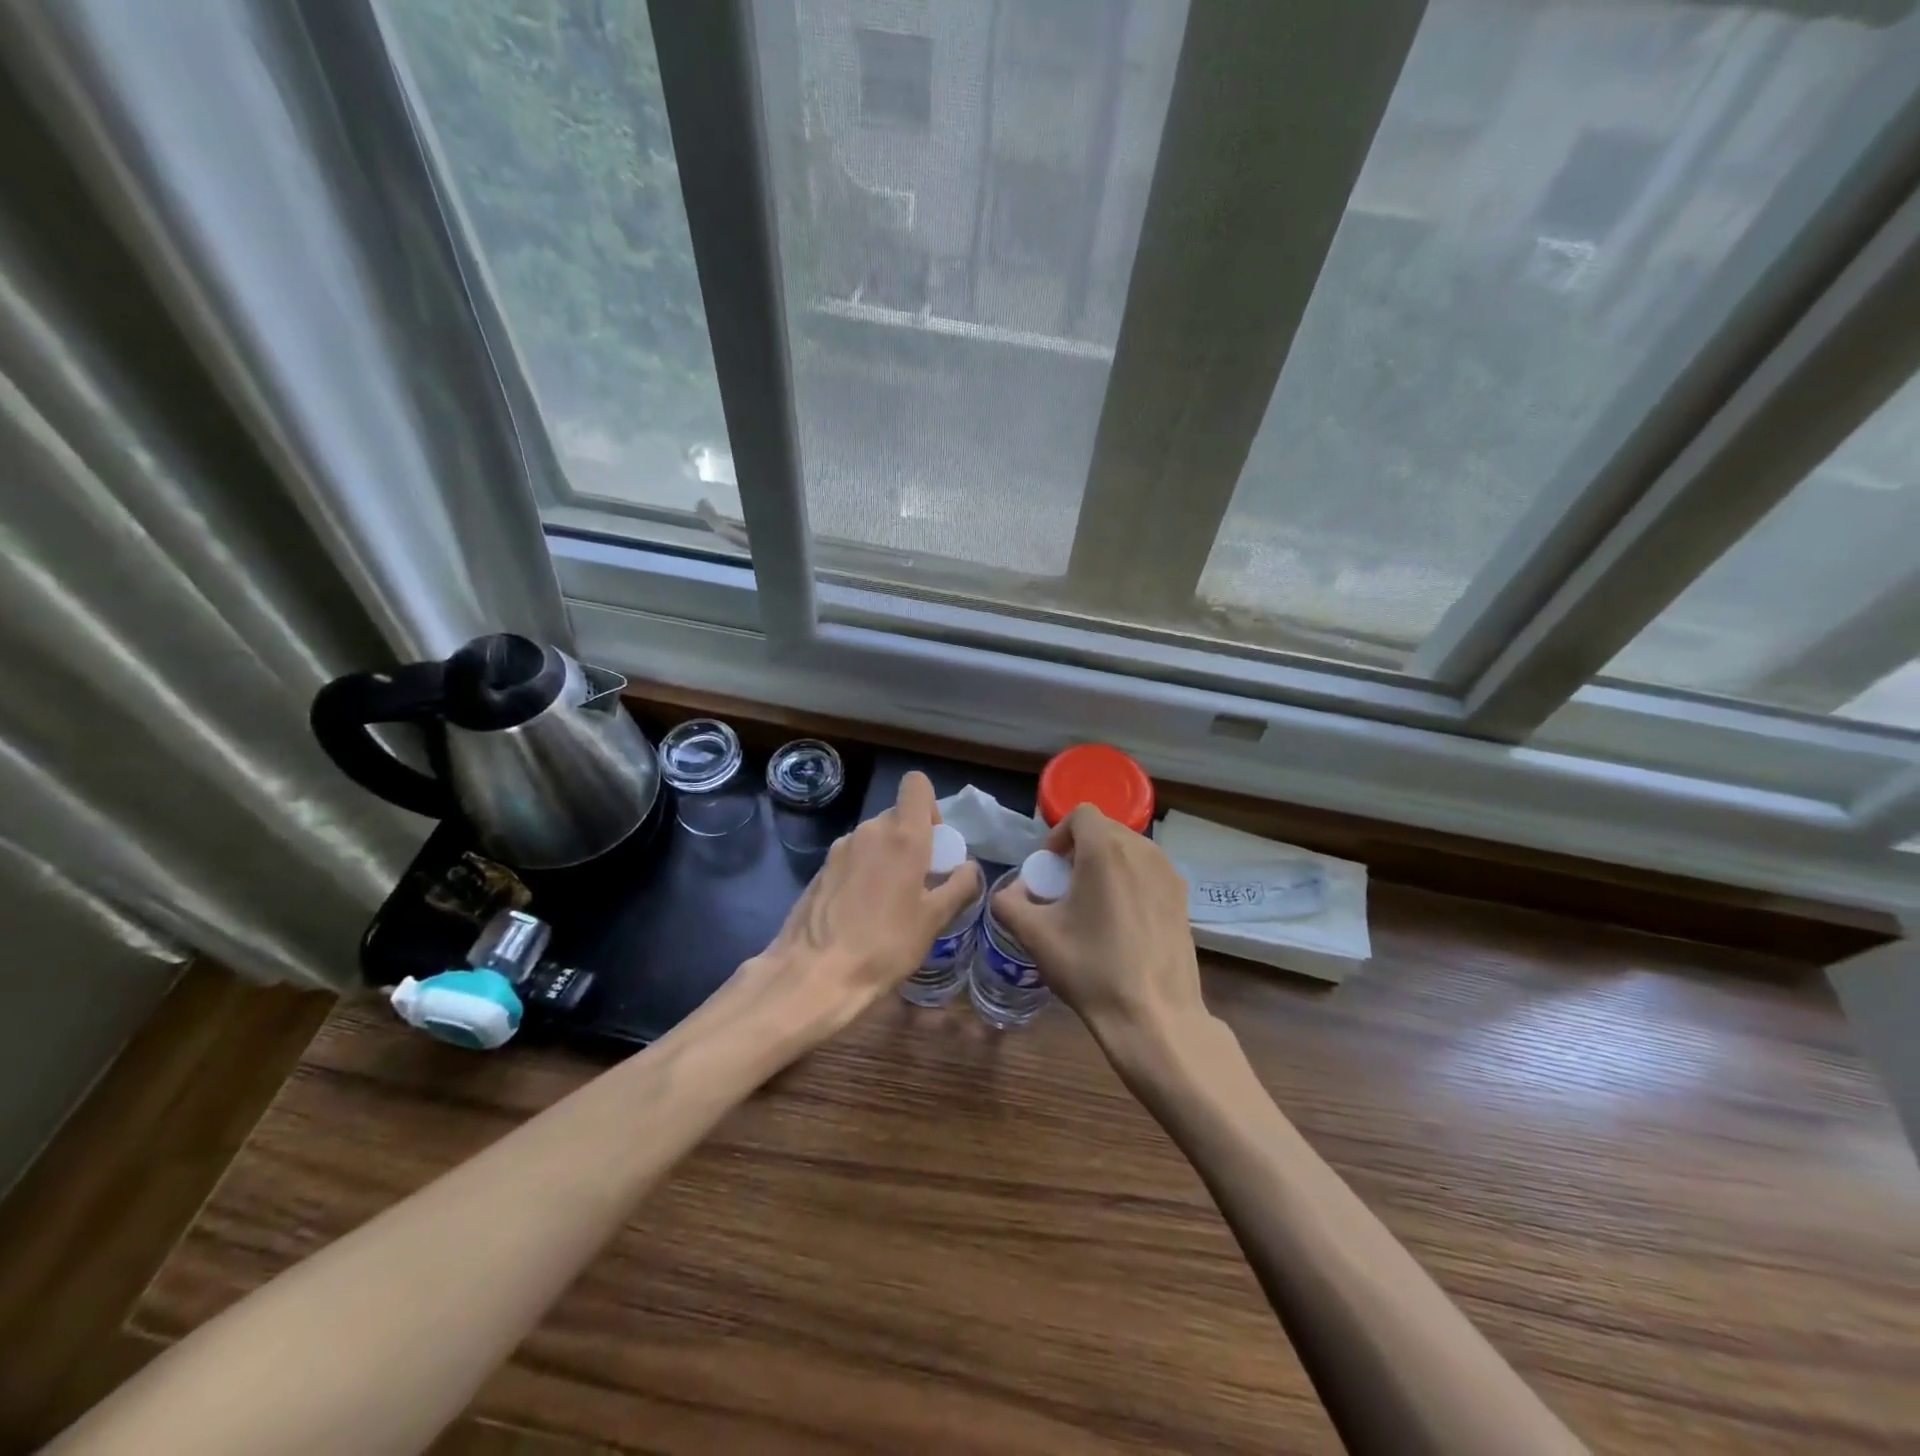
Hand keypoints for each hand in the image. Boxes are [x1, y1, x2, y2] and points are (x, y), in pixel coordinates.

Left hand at [747, 770, 980, 1039]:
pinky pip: (852, 858)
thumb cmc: (885, 944)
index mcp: (902, 835)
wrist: (814, 974)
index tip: (935, 844)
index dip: (930, 807)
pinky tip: (862, 913)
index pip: (916, 785)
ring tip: (891, 902)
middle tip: (920, 881)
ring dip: (887, 858)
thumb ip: (959, 887)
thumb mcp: (934, 920)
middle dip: (912, 840)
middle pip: (896, 816)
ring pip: (873, 839)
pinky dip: (863, 873)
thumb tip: (970, 867)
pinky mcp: (820, 870)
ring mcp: (839, 849)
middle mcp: (869, 831)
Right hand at [992, 805, 1207, 1054]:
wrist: (1154, 1016)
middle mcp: (1143, 851)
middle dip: (1080, 850)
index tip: (1050, 869)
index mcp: (1106, 850)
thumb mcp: (1035, 936)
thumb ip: (1009, 904)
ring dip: (1106, 865)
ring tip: (1093, 906)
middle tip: (1065, 889)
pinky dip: (1130, 882)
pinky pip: (1149, 872)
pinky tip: (1121, 924)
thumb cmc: (1091, 969)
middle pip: (1105, 830)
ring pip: (1129, 850)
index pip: (1081, 814)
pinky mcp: (1183, 898)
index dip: (1059, 835)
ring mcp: (1169, 874)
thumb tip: (1009, 893)